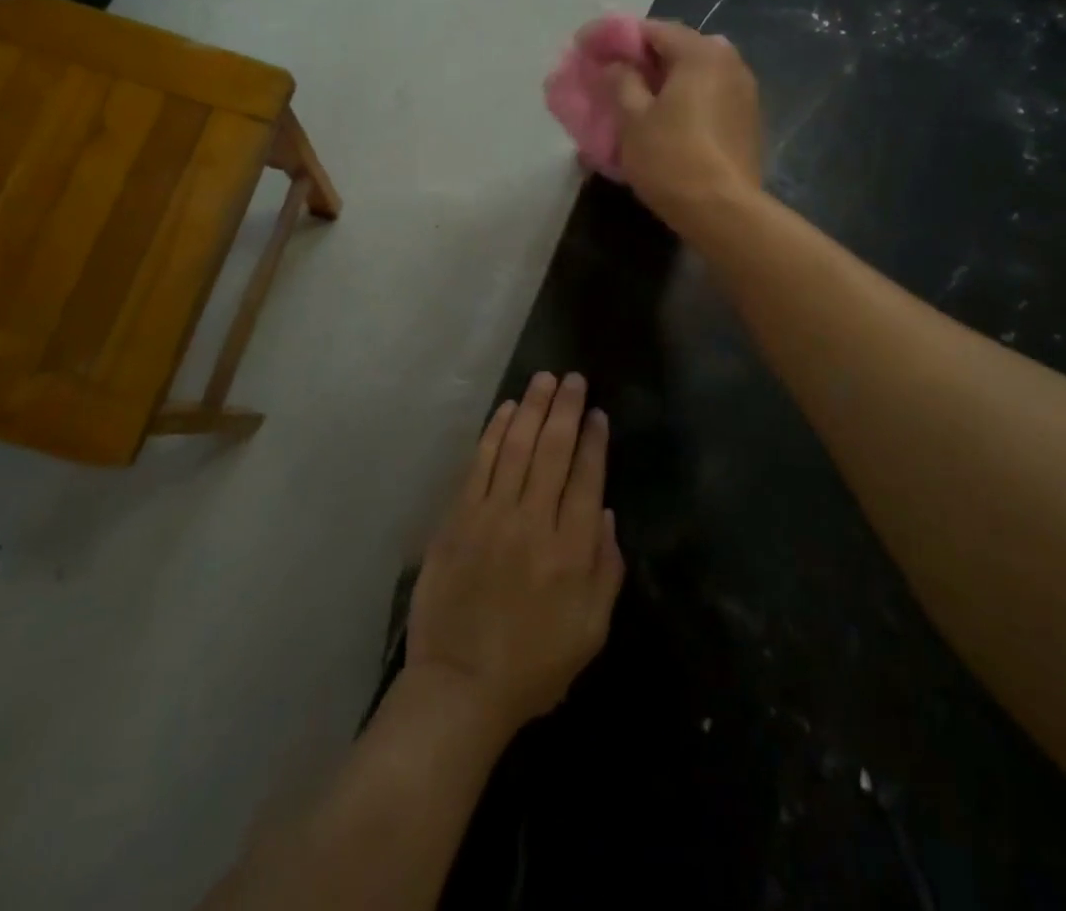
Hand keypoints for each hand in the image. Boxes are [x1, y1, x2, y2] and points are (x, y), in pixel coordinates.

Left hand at [406, 373, 624, 736]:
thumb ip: (606, 569)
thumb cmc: (534, 666)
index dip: (593, 441)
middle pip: (552, 451)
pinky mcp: (459, 518)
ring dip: (531, 408)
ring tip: (543, 380)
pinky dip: (494, 433)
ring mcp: (491, 516)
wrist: (460, 686)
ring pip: (516, 447)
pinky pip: (480, 464)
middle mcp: (533, 522)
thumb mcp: (591, 631)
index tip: (597, 412)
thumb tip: (604, 513)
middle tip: (573, 379)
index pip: (586, 478)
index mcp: (571, 551)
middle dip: (565, 409)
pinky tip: (506, 411)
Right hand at [607, 19, 763, 229]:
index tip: (590, 49)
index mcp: (701, 53)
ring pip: (696, 74)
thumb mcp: (633, 119)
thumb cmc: (671, 158)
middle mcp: (730, 62)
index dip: (619, 37)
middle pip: (679, 48)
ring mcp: (745, 91)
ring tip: (636, 98)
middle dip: (644, 58)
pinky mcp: (748, 120)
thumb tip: (616, 64)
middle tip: (613, 74)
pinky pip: (710, 96)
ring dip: (666, 80)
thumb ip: (621, 81)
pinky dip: (685, 99)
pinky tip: (666, 118)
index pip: (654, 29)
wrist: (723, 210)